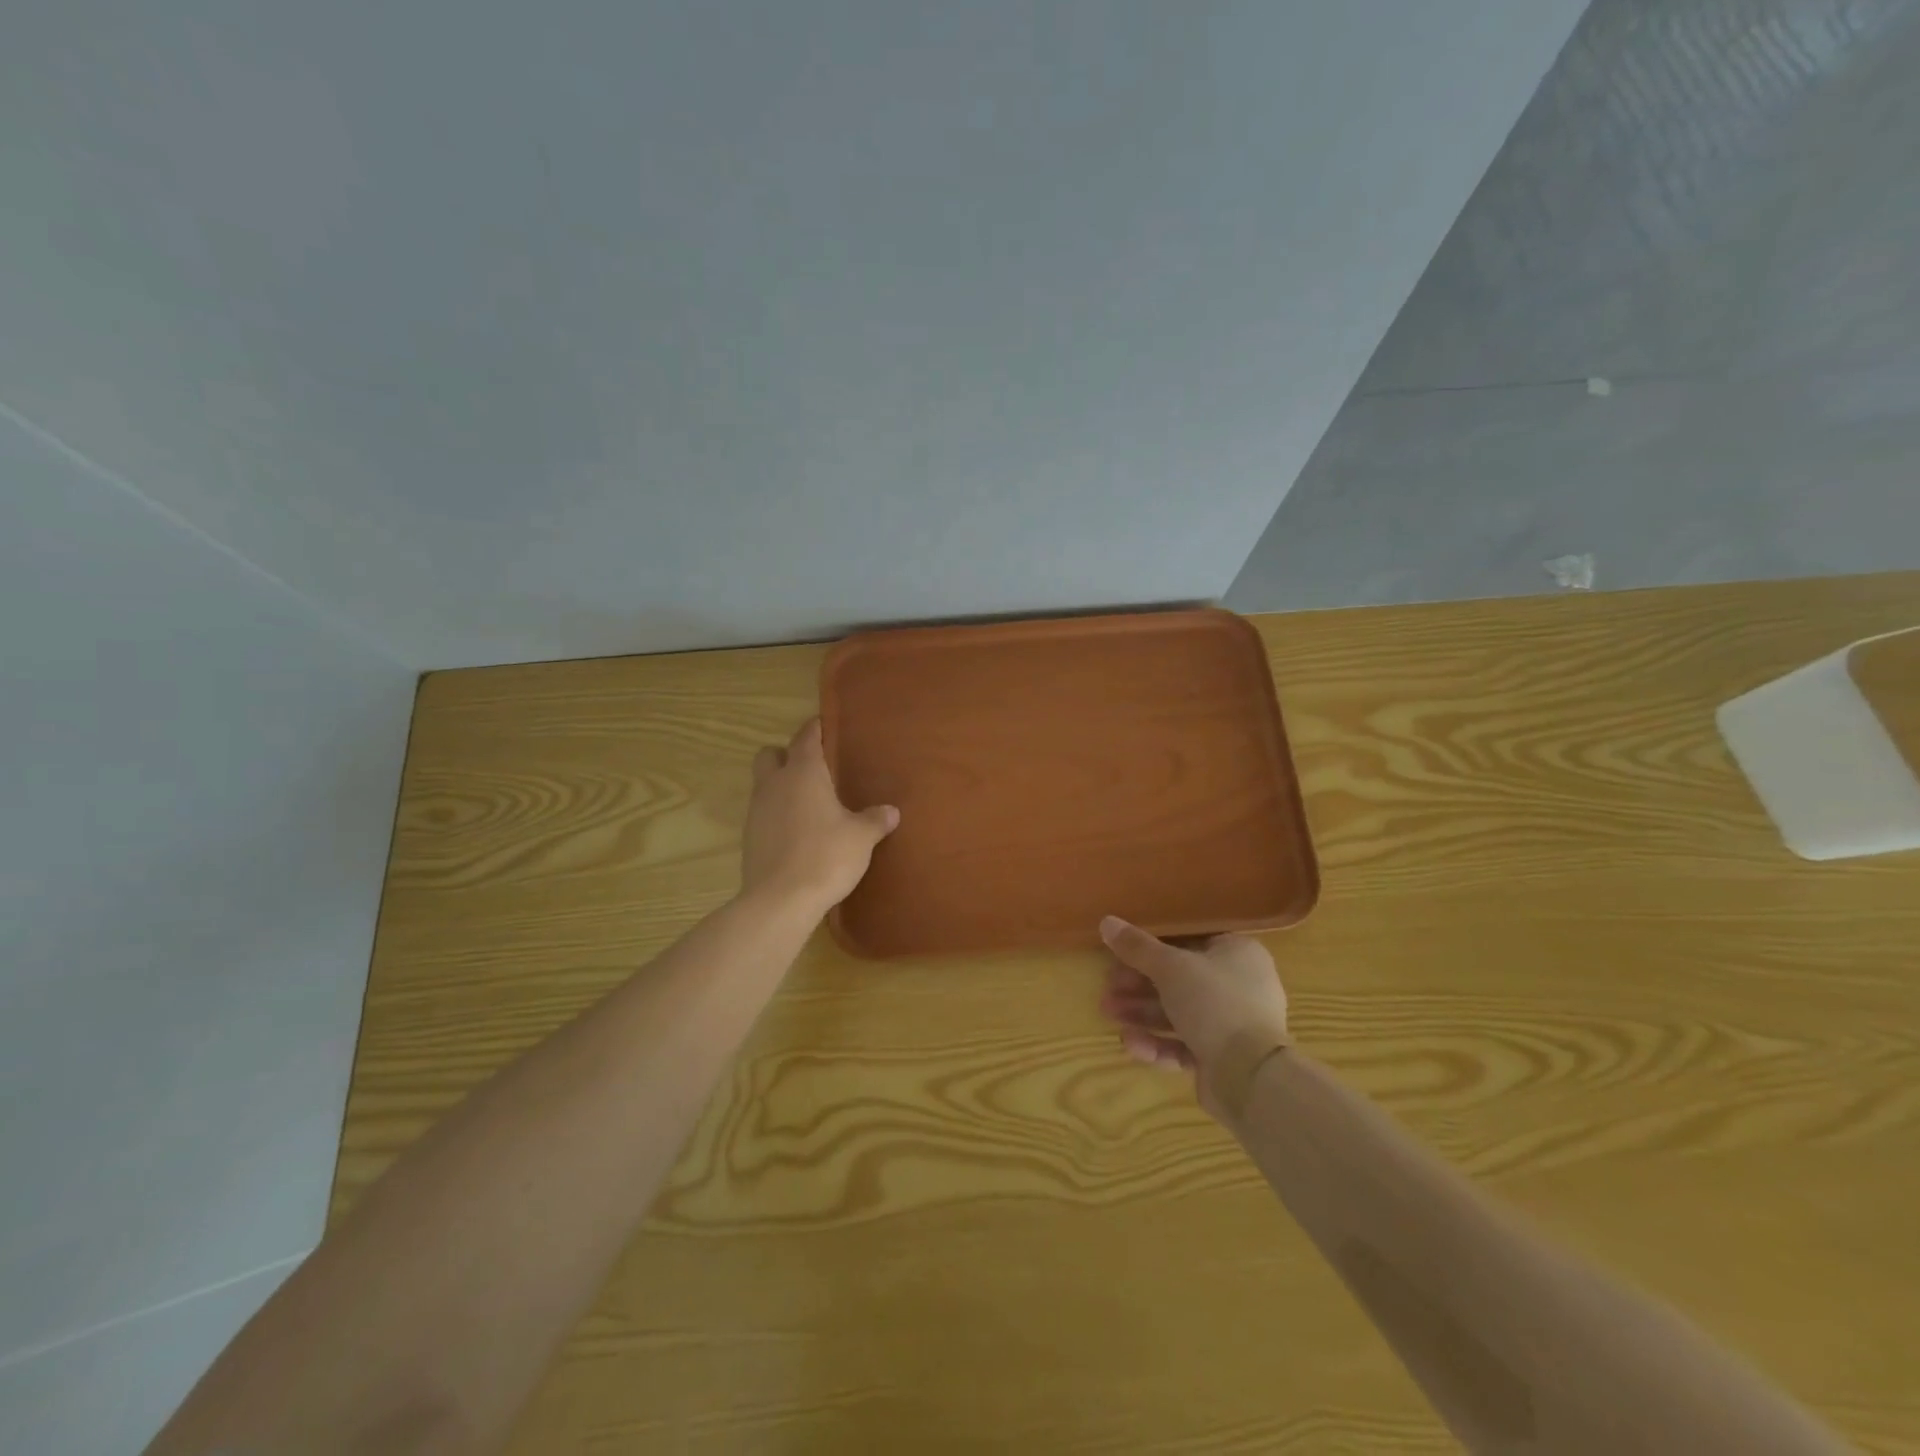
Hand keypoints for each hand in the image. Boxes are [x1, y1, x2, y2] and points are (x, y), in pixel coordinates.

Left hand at [741, 719, 898, 912]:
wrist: (780, 900)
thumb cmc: (826, 856)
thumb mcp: (861, 837)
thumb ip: (875, 820)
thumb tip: (891, 811)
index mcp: (803, 773)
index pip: (806, 737)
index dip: (816, 728)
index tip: (826, 725)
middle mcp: (774, 784)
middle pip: (771, 754)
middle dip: (787, 755)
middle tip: (813, 769)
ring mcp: (756, 811)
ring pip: (764, 784)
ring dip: (781, 787)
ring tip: (809, 804)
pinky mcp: (749, 838)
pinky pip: (763, 814)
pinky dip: (777, 815)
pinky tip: (798, 833)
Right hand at [1098, 918, 1289, 1111]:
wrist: (1250, 1076)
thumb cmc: (1214, 1003)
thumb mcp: (1170, 967)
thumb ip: (1137, 946)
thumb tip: (1106, 922)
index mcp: (1238, 953)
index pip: (1190, 941)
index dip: (1152, 947)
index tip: (1120, 953)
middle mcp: (1240, 986)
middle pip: (1180, 979)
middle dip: (1139, 984)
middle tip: (1108, 986)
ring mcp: (1233, 1025)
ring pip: (1179, 1013)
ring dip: (1141, 1012)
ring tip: (1108, 1012)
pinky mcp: (1223, 1059)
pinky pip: (1185, 1044)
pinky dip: (1158, 1042)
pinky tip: (1130, 1043)